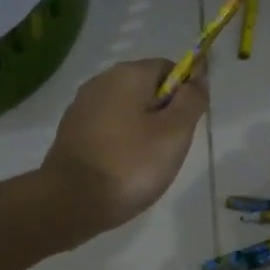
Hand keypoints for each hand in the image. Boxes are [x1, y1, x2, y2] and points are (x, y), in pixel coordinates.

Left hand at [40, 60, 207, 239]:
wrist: (71, 201)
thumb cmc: (131, 164)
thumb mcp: (175, 132)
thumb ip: (192, 100)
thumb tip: (198, 76)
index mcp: (128, 74)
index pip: (169, 68)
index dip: (185, 93)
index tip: (185, 126)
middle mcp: (101, 81)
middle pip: (146, 88)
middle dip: (163, 114)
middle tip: (168, 149)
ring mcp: (82, 106)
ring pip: (127, 110)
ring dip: (142, 130)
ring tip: (145, 163)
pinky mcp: (71, 131)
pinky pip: (107, 128)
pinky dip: (120, 142)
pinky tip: (122, 167)